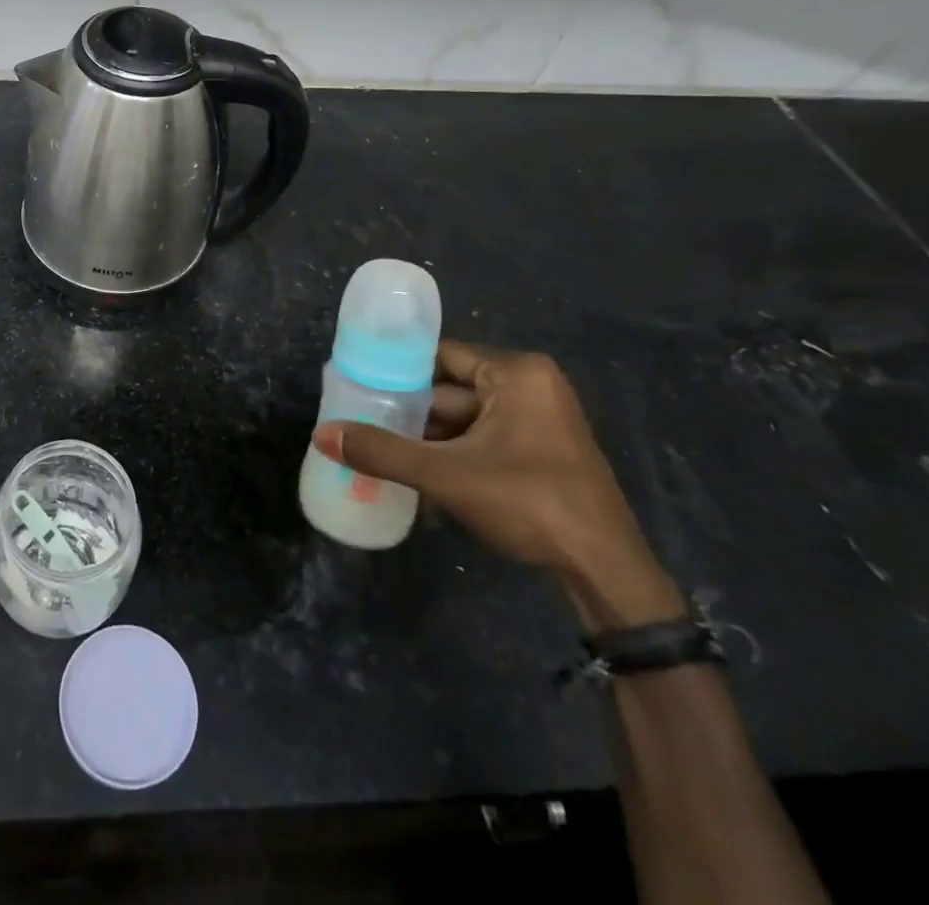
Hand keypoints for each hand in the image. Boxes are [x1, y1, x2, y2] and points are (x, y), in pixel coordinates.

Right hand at [312, 341, 680, 625]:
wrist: (606, 572)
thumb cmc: (530, 502)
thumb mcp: (447, 475)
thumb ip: (383, 452)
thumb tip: (322, 434)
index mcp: (516, 373)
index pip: (439, 356)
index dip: (397, 369)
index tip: (358, 383)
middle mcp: (529, 386)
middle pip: (449, 390)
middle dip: (408, 411)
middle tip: (360, 420)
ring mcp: (538, 421)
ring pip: (464, 420)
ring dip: (427, 439)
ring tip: (378, 448)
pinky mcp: (539, 452)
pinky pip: (482, 440)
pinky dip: (452, 454)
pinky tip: (416, 473)